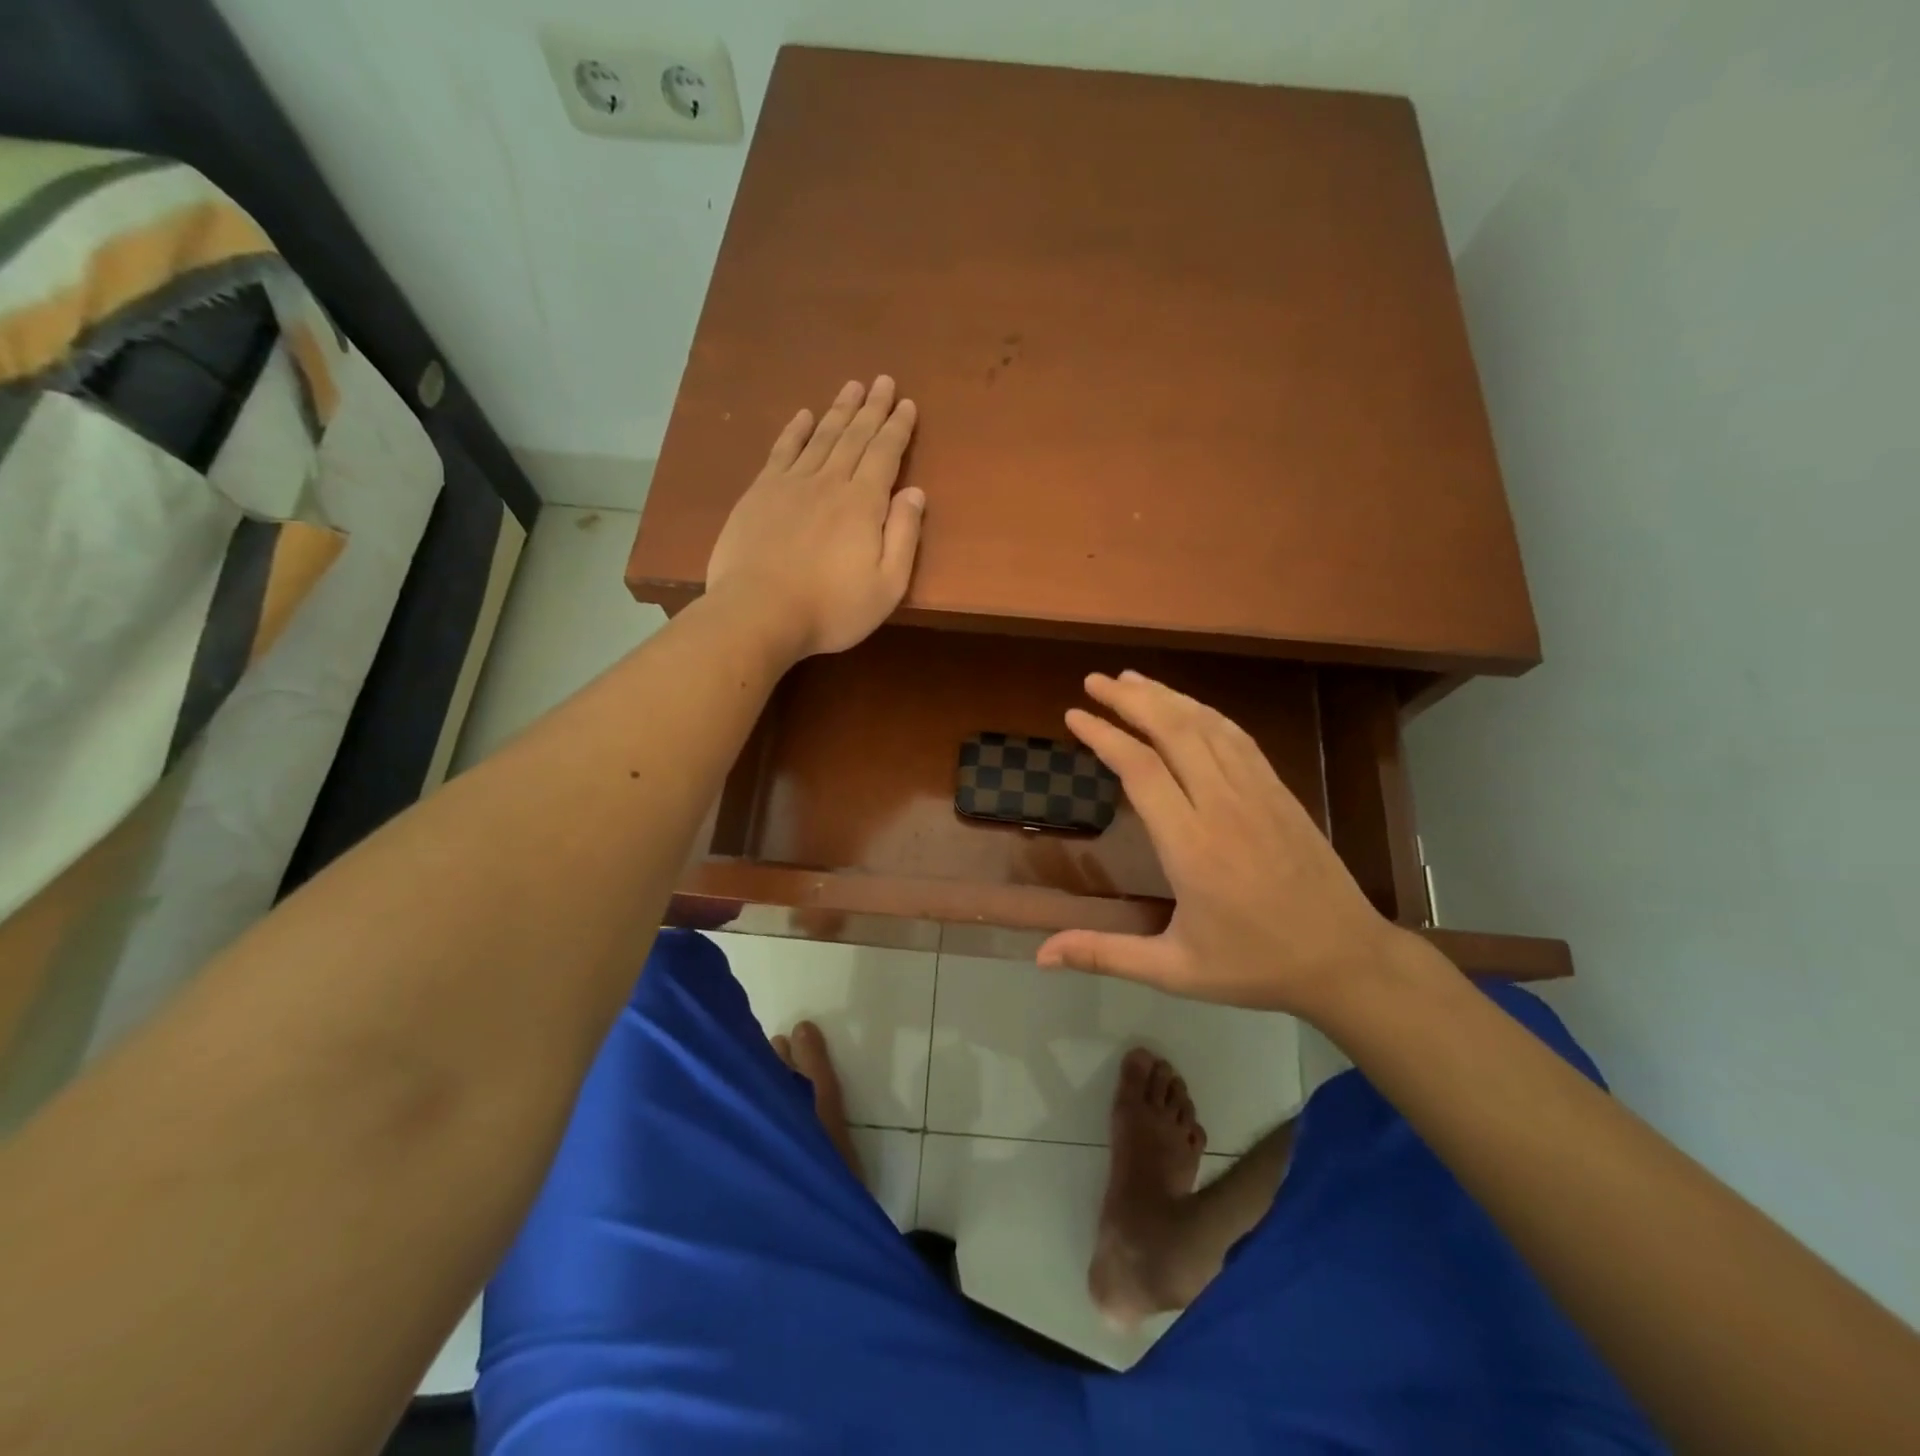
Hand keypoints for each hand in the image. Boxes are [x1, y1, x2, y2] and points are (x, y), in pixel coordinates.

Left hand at [706, 376, 923, 659]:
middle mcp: (829, 482)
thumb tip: (915, 492)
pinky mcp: (760, 494)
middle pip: (854, 437)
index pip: (885, 455)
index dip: (898, 428)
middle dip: (872, 409)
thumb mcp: (887, 585)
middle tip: (883, 381)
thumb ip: (904, 536)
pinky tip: (803, 415)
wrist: (759, 613)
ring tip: (852, 387)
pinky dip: (794, 431)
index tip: (907, 404)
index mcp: (863, 504)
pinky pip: (782, 451)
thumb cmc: (832, 609)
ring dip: (838, 411)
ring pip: (821, 437)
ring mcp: (790, 484)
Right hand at [1036, 671, 1414, 1016]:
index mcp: (1191, 846)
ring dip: (1166, 696)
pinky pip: (1237, 738)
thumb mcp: (1174, 971)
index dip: (1104, 735)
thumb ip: (1104, 954)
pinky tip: (1188, 706)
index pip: (1140, 769)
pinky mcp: (1279, 791)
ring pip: (1206, 726)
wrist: (1346, 959)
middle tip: (1095, 681)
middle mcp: (1222, 805)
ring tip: (1130, 680)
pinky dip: (1205, 713)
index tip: (1074, 715)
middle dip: (1130, 699)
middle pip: (1172, 731)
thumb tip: (1040, 955)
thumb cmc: (1254, 965)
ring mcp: (1256, 792)